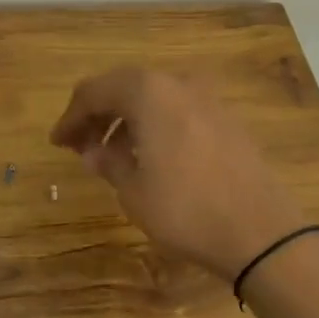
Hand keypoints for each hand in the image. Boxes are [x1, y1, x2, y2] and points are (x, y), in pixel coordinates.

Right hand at [49, 67, 306, 279]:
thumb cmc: (185, 209)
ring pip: (153, 98)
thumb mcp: (132, 190)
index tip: (57, 142)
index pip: (93, 92)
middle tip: (79, 145)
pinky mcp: (227, 119)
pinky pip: (177, 110)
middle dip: (97, 114)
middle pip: (124, 87)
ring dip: (126, 120)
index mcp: (148, 92)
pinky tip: (148, 156)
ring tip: (110, 155)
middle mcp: (178, 83)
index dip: (71, 117)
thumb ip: (107, 162)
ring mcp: (208, 99)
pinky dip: (154, 125)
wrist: (261, 233)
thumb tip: (94, 152)